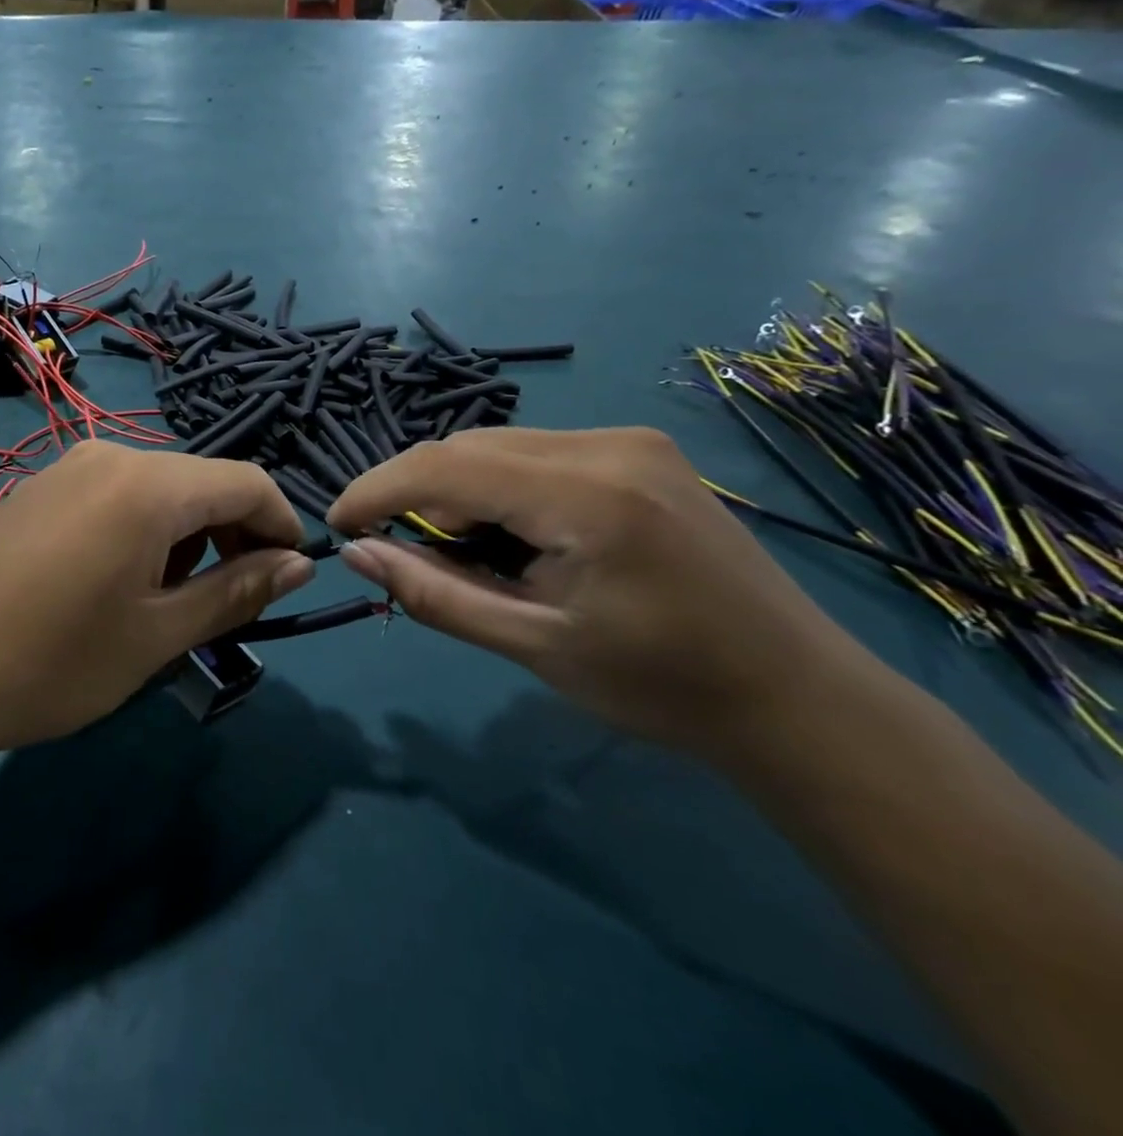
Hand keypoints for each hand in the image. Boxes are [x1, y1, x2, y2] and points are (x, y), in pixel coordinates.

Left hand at [0, 442, 313, 758]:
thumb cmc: (51, 660)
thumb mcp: (157, 635)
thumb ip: (236, 592)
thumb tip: (300, 564)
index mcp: (149, 485)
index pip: (248, 482)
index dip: (282, 524)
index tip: (291, 576)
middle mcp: (111, 456)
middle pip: (202, 482)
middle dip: (234, 534)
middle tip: (234, 601)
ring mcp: (69, 467)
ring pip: (160, 489)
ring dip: (188, 535)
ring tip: (173, 600)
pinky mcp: (41, 488)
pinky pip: (117, 495)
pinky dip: (145, 529)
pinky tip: (121, 580)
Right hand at [326, 428, 870, 755]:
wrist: (795, 695)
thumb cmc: (662, 686)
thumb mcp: (533, 646)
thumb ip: (434, 594)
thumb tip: (357, 554)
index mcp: (587, 496)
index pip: (445, 467)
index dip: (377, 490)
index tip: (338, 525)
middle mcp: (606, 445)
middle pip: (467, 448)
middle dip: (417, 495)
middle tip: (401, 552)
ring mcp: (627, 440)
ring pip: (497, 446)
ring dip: (458, 492)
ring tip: (466, 555)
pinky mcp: (637, 450)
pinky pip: (534, 453)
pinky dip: (499, 488)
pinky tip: (514, 537)